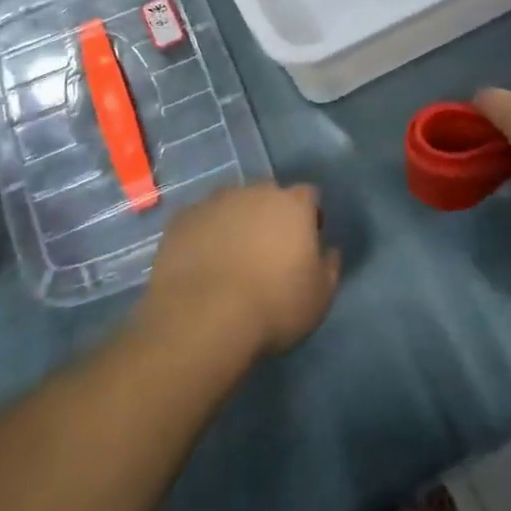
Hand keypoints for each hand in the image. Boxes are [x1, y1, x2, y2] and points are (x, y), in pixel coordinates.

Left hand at [139, 185, 339, 361]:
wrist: (203, 318)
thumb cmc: (273, 306)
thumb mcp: (320, 297)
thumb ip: (329, 266)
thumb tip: (329, 251)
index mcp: (292, 204)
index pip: (309, 196)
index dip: (309, 217)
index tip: (306, 243)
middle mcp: (254, 191)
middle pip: (268, 196)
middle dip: (271, 217)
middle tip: (268, 252)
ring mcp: (213, 202)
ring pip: (231, 206)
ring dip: (236, 224)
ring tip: (231, 260)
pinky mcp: (181, 220)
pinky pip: (200, 222)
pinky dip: (205, 236)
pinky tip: (202, 266)